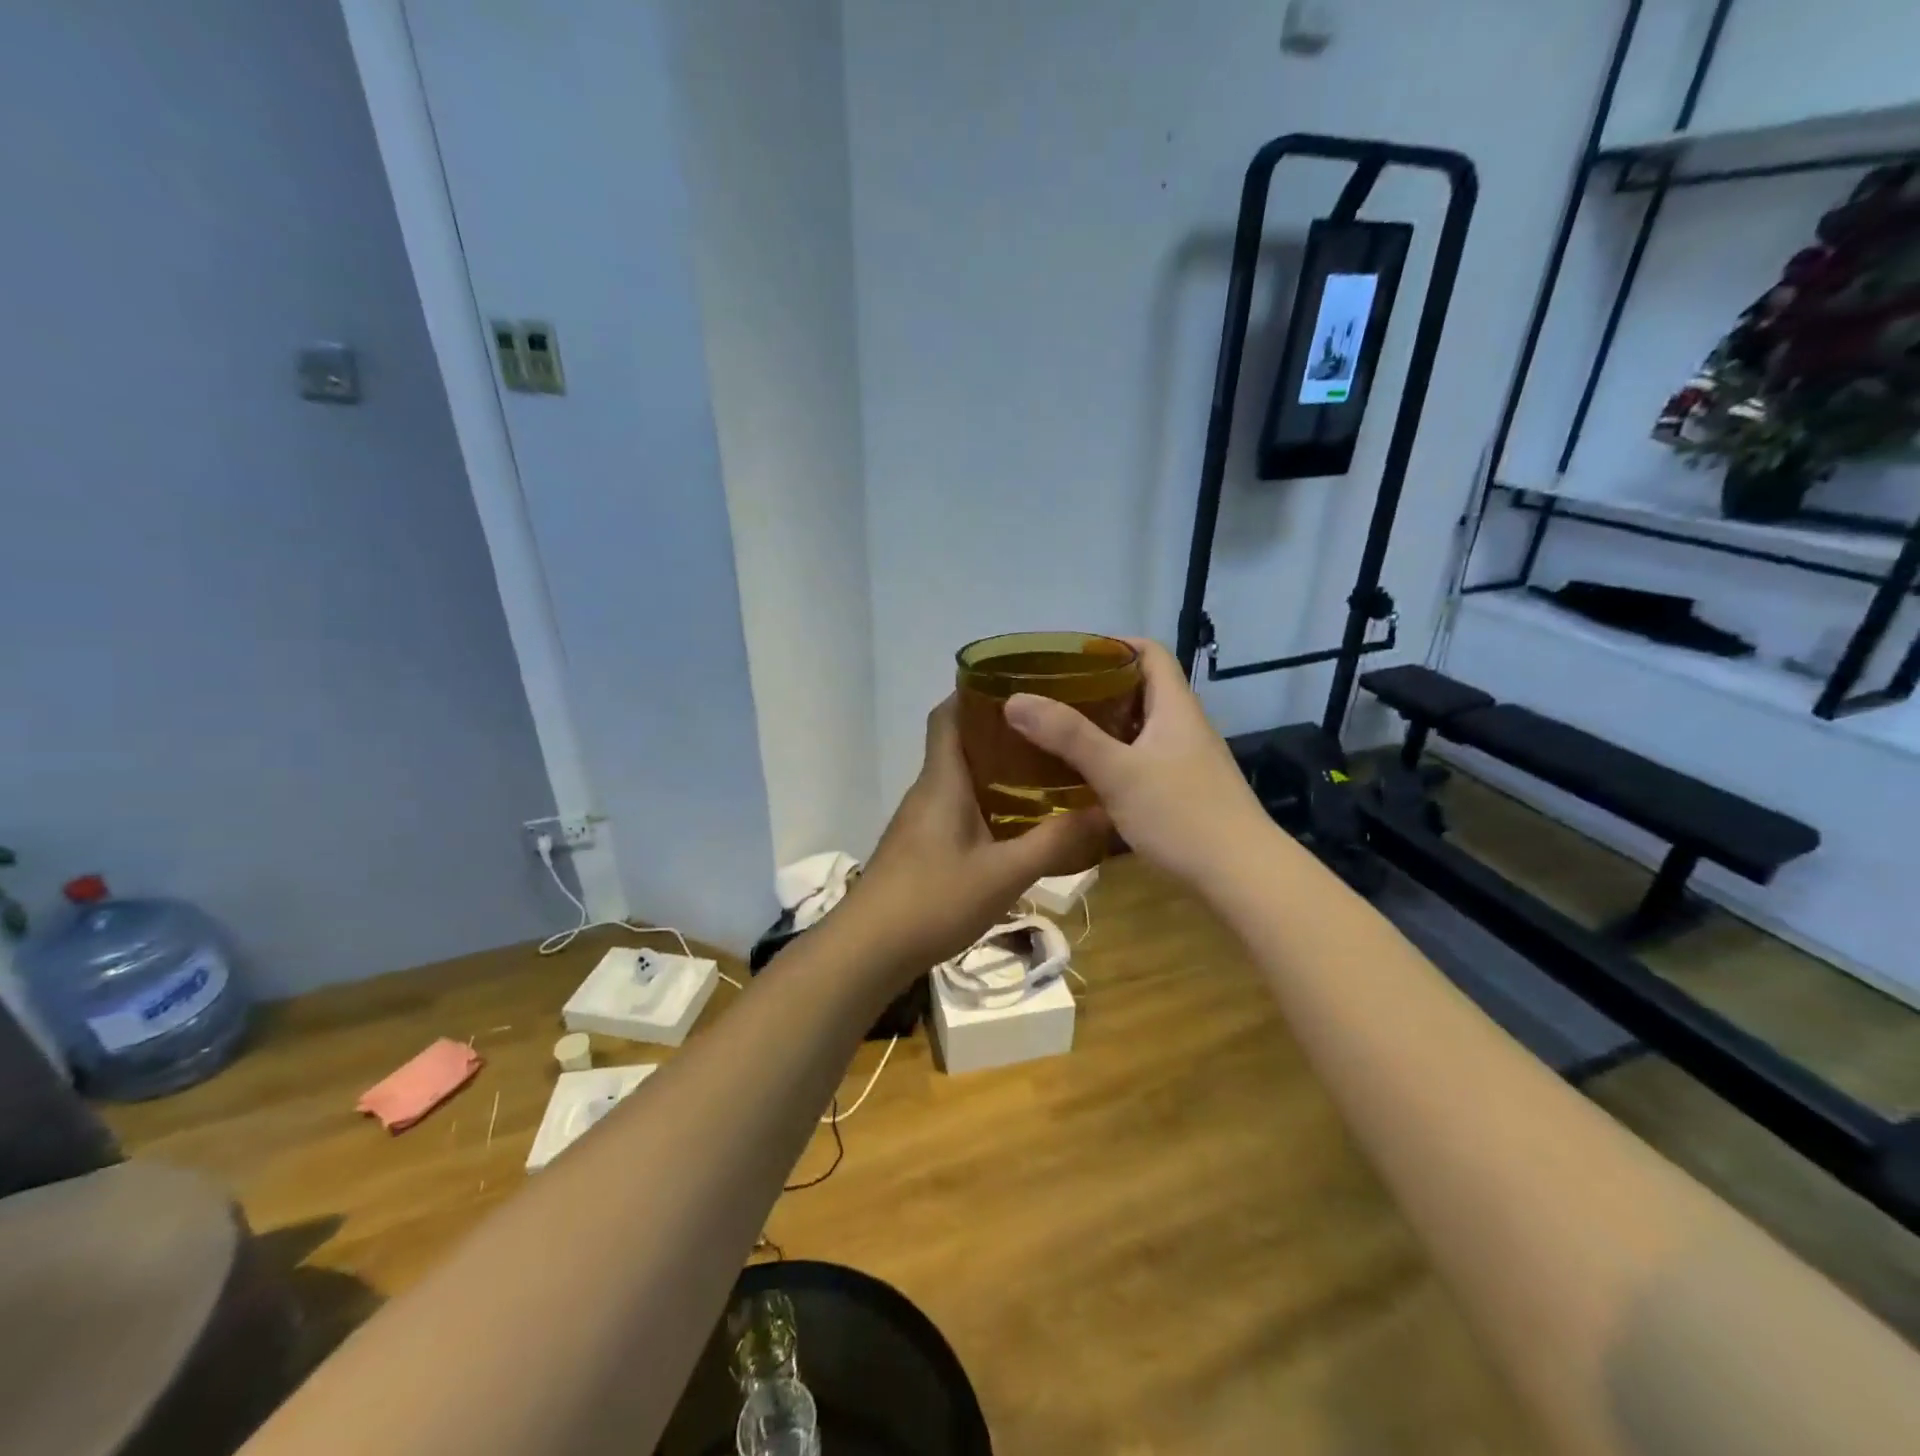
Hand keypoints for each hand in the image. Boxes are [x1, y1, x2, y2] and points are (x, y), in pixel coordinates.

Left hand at [840, 698, 1110, 973]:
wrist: (869, 949)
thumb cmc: (933, 899)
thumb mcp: (1004, 874)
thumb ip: (1054, 842)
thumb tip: (1105, 812)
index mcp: (942, 780)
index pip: (947, 714)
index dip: (974, 691)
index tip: (1018, 683)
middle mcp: (928, 790)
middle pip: (959, 743)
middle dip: (1000, 731)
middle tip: (1050, 730)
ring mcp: (920, 820)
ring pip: (959, 778)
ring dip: (995, 770)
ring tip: (1044, 770)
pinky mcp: (920, 846)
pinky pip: (956, 807)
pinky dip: (986, 802)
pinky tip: (1016, 823)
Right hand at [1003, 638, 1267, 886]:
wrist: (1242, 875)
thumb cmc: (1182, 813)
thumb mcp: (1118, 772)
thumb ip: (1068, 736)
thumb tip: (1015, 700)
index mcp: (1175, 707)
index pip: (1151, 652)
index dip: (1113, 645)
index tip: (1070, 656)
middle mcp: (1185, 726)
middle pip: (1142, 689)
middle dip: (1098, 688)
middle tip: (1053, 697)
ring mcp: (1188, 762)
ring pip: (1141, 729)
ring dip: (1104, 727)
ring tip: (1059, 734)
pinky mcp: (1186, 792)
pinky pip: (1143, 761)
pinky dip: (1114, 760)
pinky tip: (1088, 780)